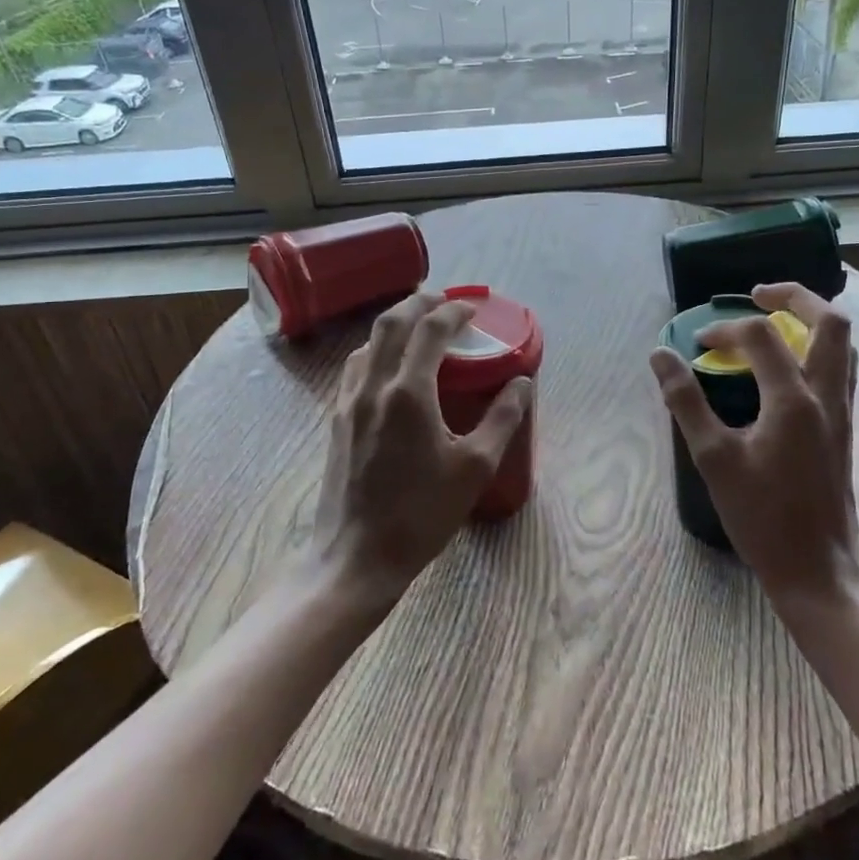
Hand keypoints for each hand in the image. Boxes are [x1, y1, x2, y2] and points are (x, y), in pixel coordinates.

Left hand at [313, 290, 531, 602]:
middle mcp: (373, 386)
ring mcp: (348, 402)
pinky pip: (355, 368)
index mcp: (409, 392)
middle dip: (418, 303)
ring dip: (394, 325)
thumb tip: (522, 383)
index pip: (430, 329)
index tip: (474, 309)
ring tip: (418, 329)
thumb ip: (502, 419)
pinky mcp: (336, 420)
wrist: (355, 558)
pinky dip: (376, 351)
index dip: (454, 310)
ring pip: (367, 343)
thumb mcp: (474, 468)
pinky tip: (390, 370)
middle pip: (390, 323)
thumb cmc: (421, 515)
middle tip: (444, 301)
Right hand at [648, 283, 858, 606]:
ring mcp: (842, 411)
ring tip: (777, 319)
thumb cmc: (762, 517)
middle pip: (830, 322)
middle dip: (795, 296)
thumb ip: (685, 401)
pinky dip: (817, 348)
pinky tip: (788, 365)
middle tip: (758, 294)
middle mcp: (827, 395)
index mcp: (793, 399)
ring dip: (812, 320)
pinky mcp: (845, 427)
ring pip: (844, 344)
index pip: (760, 337)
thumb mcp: (713, 459)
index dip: (724, 330)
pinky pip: (840, 368)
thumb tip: (660, 355)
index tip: (697, 344)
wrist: (818, 569)